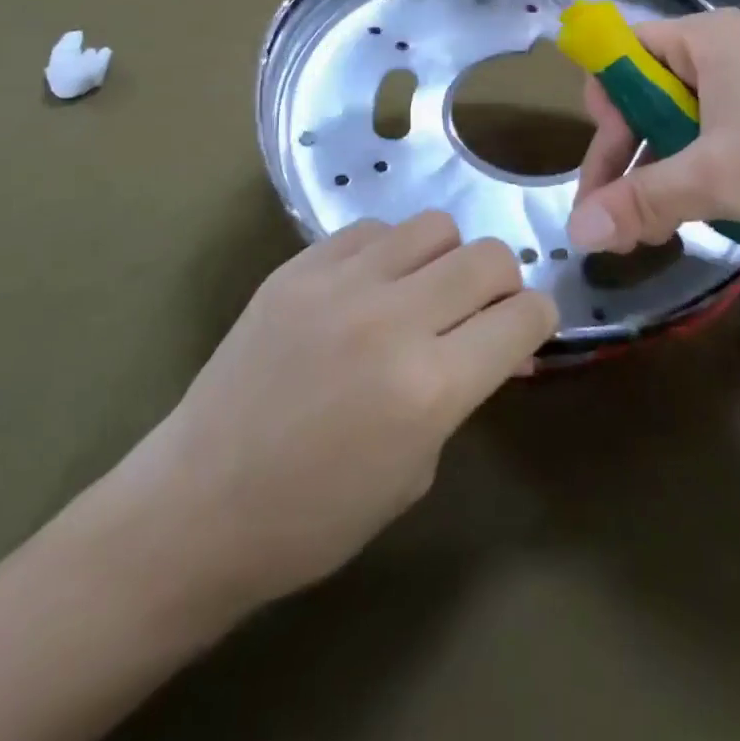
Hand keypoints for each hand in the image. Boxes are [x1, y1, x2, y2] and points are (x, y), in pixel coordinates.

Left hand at [90, 213, 556, 629]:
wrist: (200, 502)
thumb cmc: (317, 514)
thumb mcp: (418, 467)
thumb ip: (465, 391)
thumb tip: (501, 343)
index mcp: (431, 386)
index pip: (525, 316)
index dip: (538, 321)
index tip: (525, 331)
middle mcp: (393, 318)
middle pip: (489, 256)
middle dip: (503, 282)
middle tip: (480, 311)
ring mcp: (341, 283)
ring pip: (435, 226)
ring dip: (446, 258)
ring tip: (421, 293)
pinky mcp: (298, 266)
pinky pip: (372, 229)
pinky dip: (387, 253)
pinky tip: (367, 288)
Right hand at [569, 9, 739, 260]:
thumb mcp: (716, 178)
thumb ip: (639, 201)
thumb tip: (574, 233)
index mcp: (705, 39)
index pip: (623, 53)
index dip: (604, 106)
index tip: (606, 166)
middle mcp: (728, 55)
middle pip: (648, 95)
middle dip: (628, 157)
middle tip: (620, 220)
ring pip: (683, 127)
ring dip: (660, 177)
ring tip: (656, 230)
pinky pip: (718, 144)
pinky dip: (699, 179)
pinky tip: (701, 217)